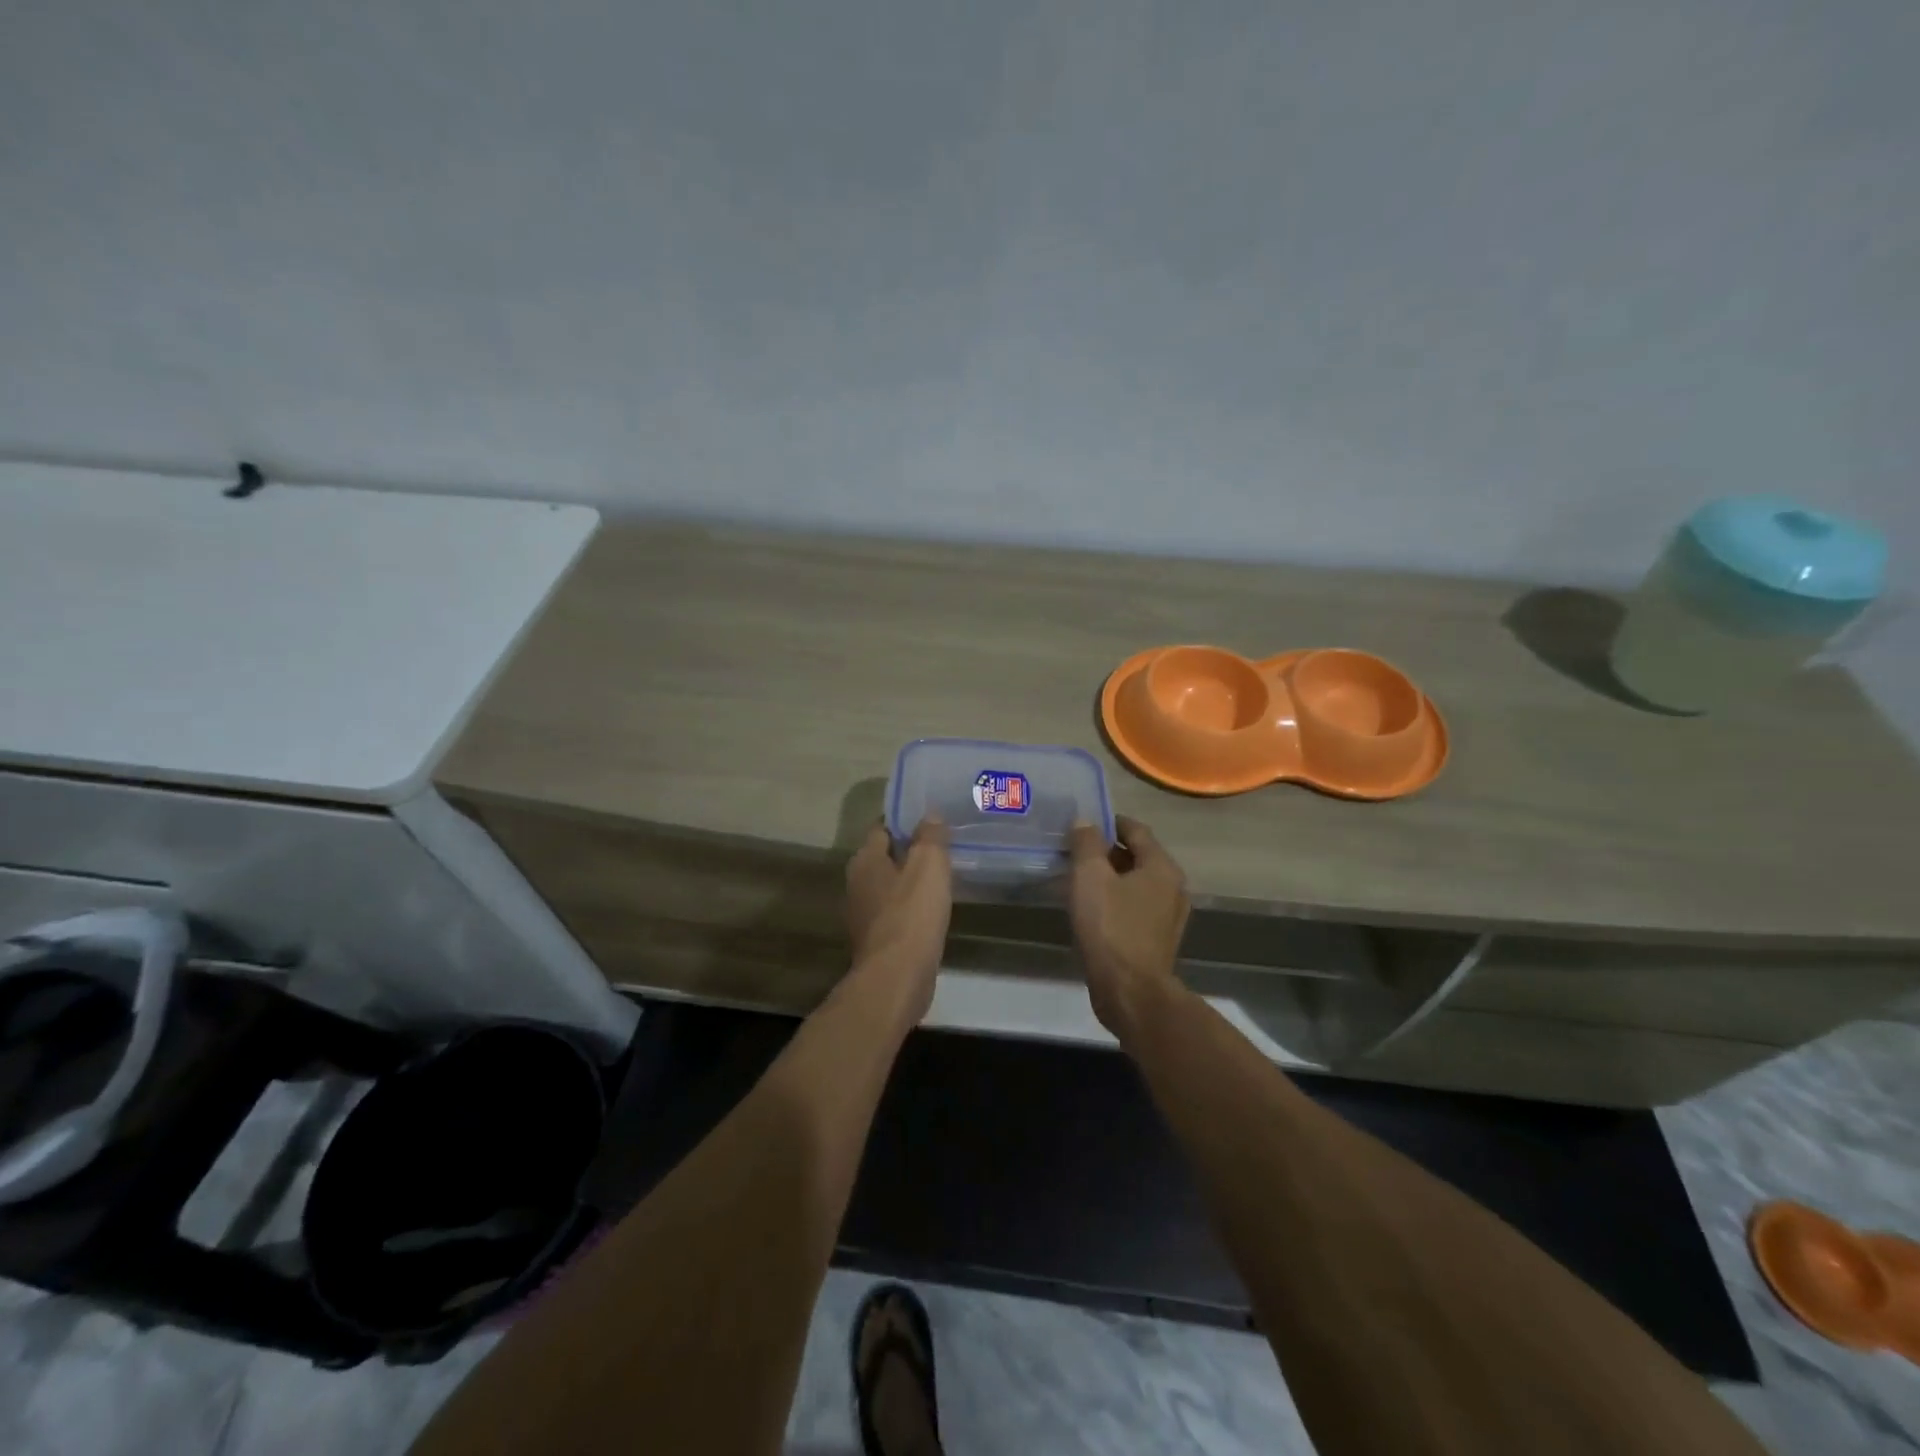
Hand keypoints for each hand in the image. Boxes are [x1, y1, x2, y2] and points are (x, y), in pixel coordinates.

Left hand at [845, 818, 951, 1023]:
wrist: (896, 978)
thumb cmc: (911, 914)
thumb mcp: (928, 865)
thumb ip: (930, 836)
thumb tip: (930, 815)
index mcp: (865, 860)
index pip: (882, 828)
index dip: (905, 821)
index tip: (930, 818)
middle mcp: (857, 884)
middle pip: (885, 857)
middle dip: (909, 851)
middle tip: (942, 845)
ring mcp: (864, 915)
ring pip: (891, 887)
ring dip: (911, 882)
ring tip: (942, 876)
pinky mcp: (877, 940)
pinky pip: (897, 913)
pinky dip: (912, 908)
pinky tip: (933, 910)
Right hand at [1068, 816, 1189, 1035]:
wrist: (1129, 992)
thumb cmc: (1111, 927)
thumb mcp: (1090, 877)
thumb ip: (1086, 844)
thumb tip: (1085, 822)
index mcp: (1162, 867)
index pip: (1136, 830)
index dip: (1109, 822)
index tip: (1083, 822)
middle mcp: (1173, 887)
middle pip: (1138, 857)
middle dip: (1106, 851)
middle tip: (1074, 851)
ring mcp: (1168, 917)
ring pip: (1135, 885)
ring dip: (1109, 878)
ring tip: (1078, 880)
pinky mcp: (1157, 941)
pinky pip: (1134, 908)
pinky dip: (1114, 901)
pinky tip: (1091, 910)